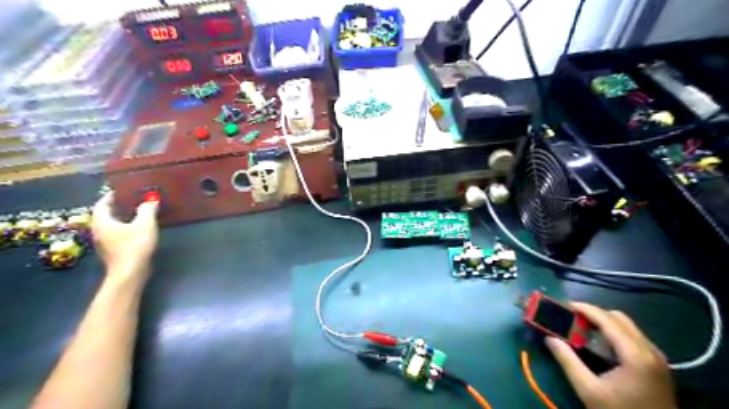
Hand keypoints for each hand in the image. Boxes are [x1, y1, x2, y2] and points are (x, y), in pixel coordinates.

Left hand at [93, 192, 158, 283]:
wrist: (130, 272)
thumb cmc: (135, 245)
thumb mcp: (145, 224)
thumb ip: (147, 210)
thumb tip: (150, 201)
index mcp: (103, 222)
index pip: (102, 204)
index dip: (110, 196)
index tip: (121, 191)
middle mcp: (99, 231)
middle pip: (105, 215)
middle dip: (117, 207)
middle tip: (131, 200)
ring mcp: (105, 242)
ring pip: (111, 225)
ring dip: (121, 218)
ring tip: (136, 213)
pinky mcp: (113, 251)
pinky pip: (117, 234)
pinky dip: (125, 228)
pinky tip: (138, 229)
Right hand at [547, 301, 677, 408]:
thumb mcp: (588, 390)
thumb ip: (567, 361)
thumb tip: (549, 338)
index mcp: (635, 355)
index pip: (607, 320)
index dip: (585, 309)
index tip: (565, 305)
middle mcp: (650, 350)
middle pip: (619, 318)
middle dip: (594, 314)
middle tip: (572, 319)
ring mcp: (656, 358)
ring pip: (628, 327)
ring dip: (604, 323)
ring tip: (583, 330)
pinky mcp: (657, 365)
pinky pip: (633, 338)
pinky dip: (615, 333)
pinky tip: (601, 345)